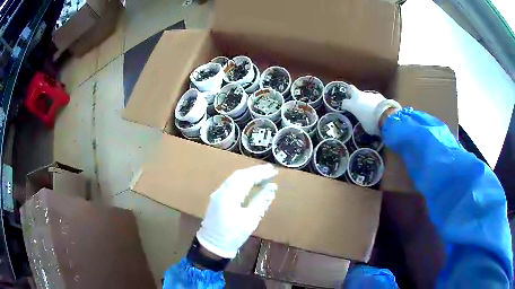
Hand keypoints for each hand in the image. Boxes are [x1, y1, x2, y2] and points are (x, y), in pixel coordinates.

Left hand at [196, 164, 277, 258]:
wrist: (212, 246)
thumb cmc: (232, 235)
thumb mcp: (250, 220)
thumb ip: (261, 201)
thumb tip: (272, 187)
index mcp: (229, 195)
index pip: (246, 177)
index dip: (261, 173)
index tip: (274, 171)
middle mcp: (222, 190)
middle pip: (239, 175)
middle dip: (255, 172)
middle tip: (270, 171)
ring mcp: (218, 194)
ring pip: (235, 179)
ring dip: (249, 175)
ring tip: (264, 175)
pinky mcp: (218, 199)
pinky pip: (232, 185)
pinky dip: (243, 182)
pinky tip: (251, 184)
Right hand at [342, 85, 400, 135]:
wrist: (387, 116)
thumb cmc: (372, 123)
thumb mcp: (364, 126)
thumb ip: (362, 120)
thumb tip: (363, 120)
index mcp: (352, 105)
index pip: (344, 103)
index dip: (345, 106)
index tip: (347, 110)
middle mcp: (358, 97)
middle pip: (351, 89)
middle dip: (351, 92)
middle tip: (353, 98)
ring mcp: (368, 94)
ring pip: (364, 95)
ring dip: (365, 100)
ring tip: (370, 109)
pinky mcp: (378, 94)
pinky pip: (373, 98)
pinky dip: (374, 102)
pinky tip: (378, 108)